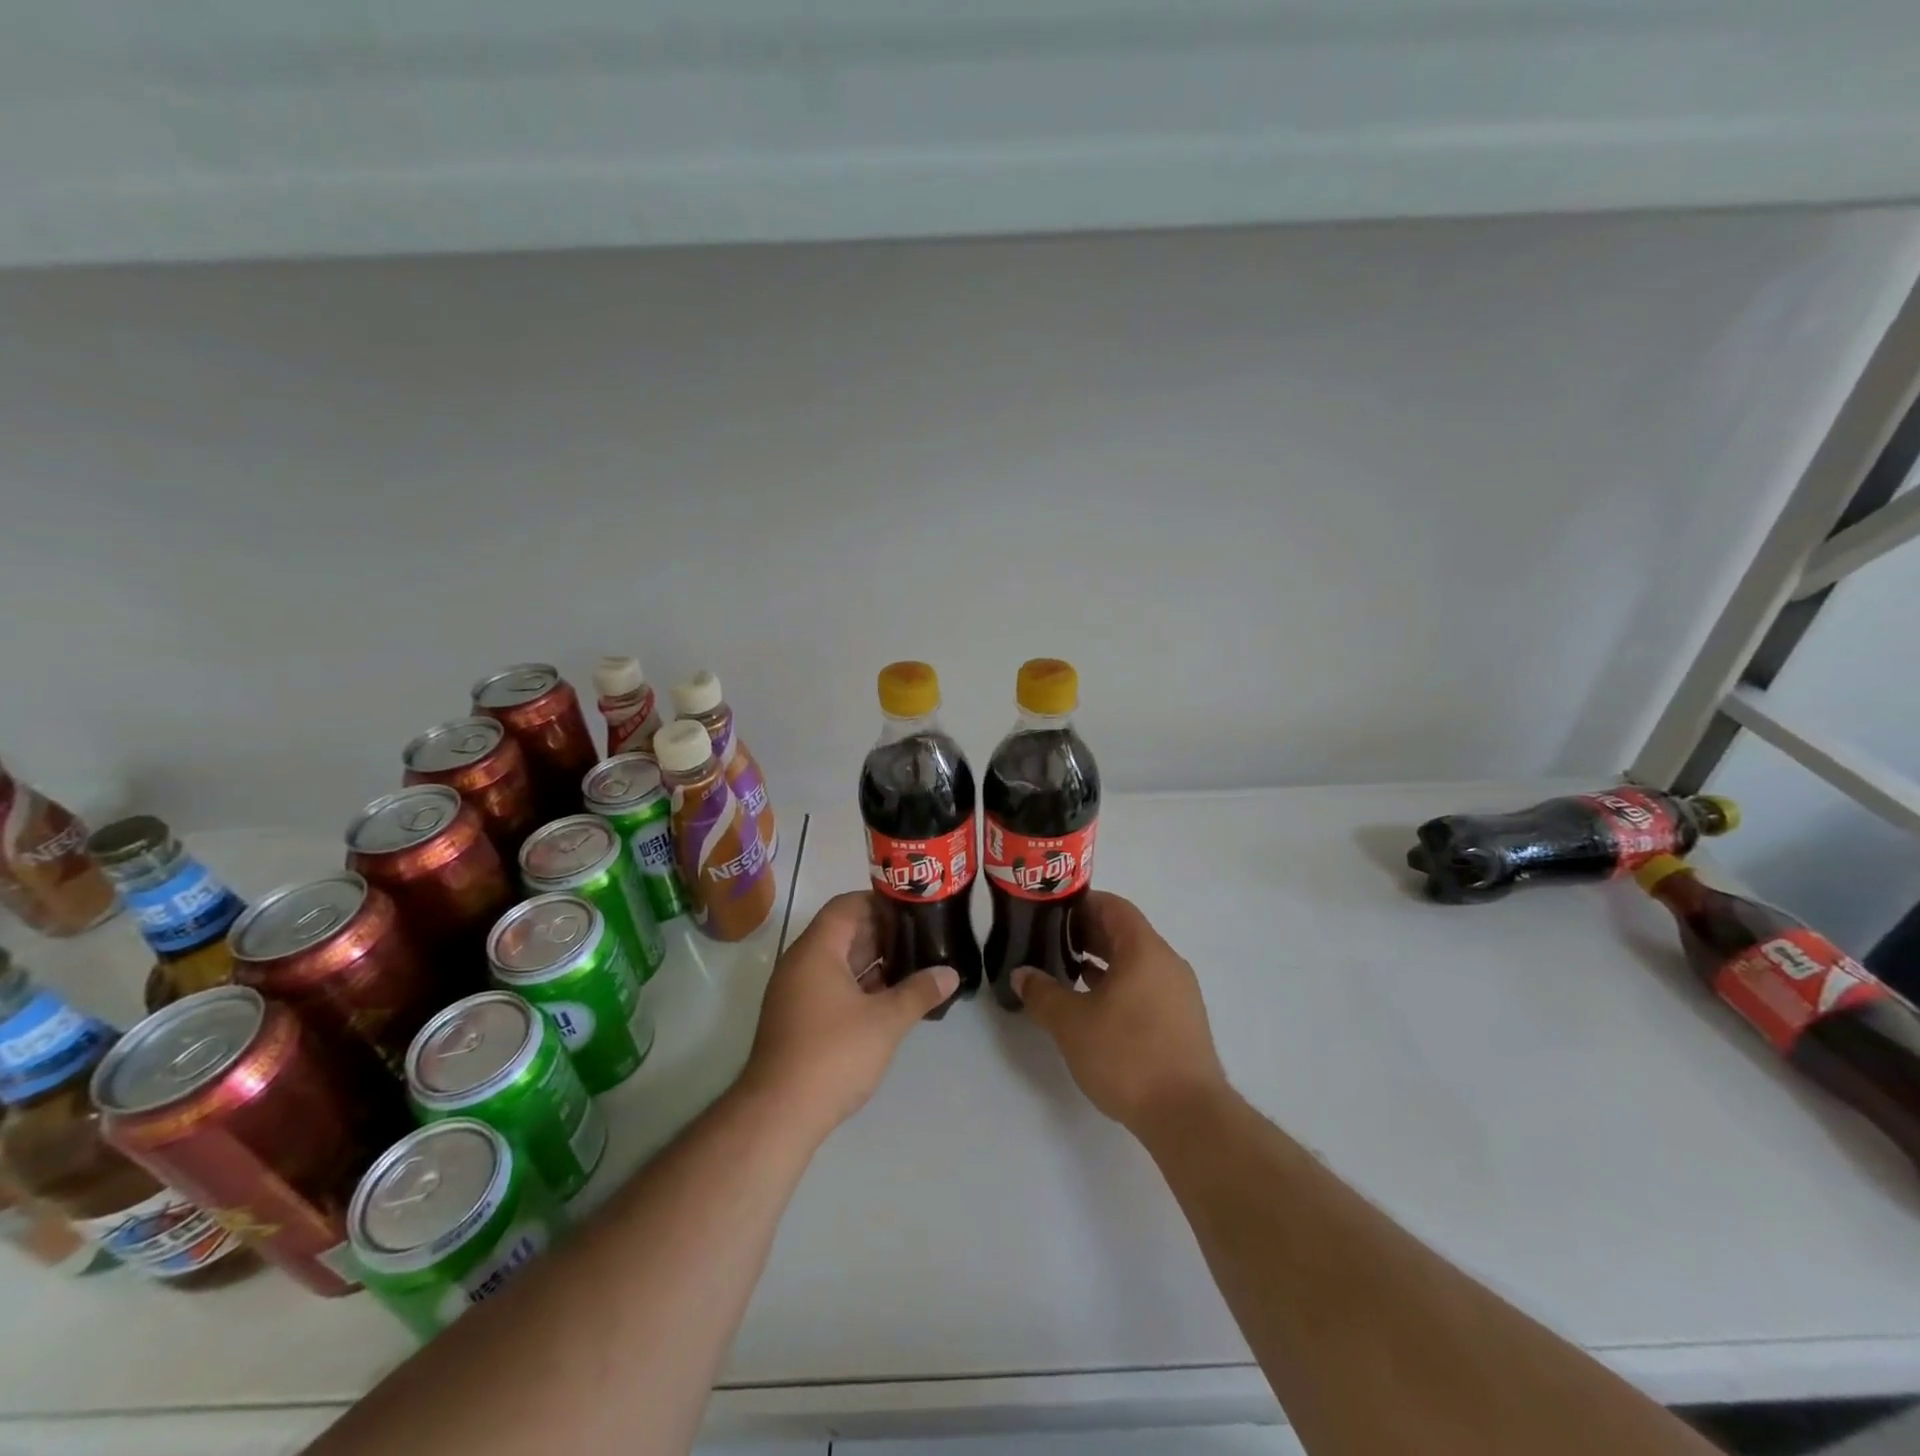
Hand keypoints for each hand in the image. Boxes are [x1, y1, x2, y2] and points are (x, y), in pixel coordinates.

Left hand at [740, 891, 957, 1141]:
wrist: (779, 1114)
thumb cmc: (833, 1054)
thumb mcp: (885, 1021)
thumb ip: (919, 992)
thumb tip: (950, 973)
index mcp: (816, 950)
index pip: (846, 906)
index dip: (879, 902)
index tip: (913, 909)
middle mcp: (800, 964)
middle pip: (843, 933)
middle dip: (882, 933)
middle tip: (922, 936)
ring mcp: (796, 993)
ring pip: (838, 963)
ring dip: (873, 962)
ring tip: (914, 964)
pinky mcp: (798, 1019)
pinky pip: (831, 987)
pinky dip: (859, 985)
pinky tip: (890, 998)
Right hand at [1014, 891, 1226, 1134]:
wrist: (1188, 1116)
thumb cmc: (1127, 1056)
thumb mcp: (1071, 1023)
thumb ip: (1042, 993)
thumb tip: (1022, 974)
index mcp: (1144, 949)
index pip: (1113, 906)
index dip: (1081, 904)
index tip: (1051, 913)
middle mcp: (1167, 962)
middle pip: (1125, 932)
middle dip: (1088, 933)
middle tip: (1051, 942)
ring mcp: (1180, 993)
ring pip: (1136, 962)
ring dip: (1103, 961)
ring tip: (1068, 973)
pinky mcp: (1183, 1021)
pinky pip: (1146, 986)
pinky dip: (1120, 985)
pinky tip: (1095, 1007)